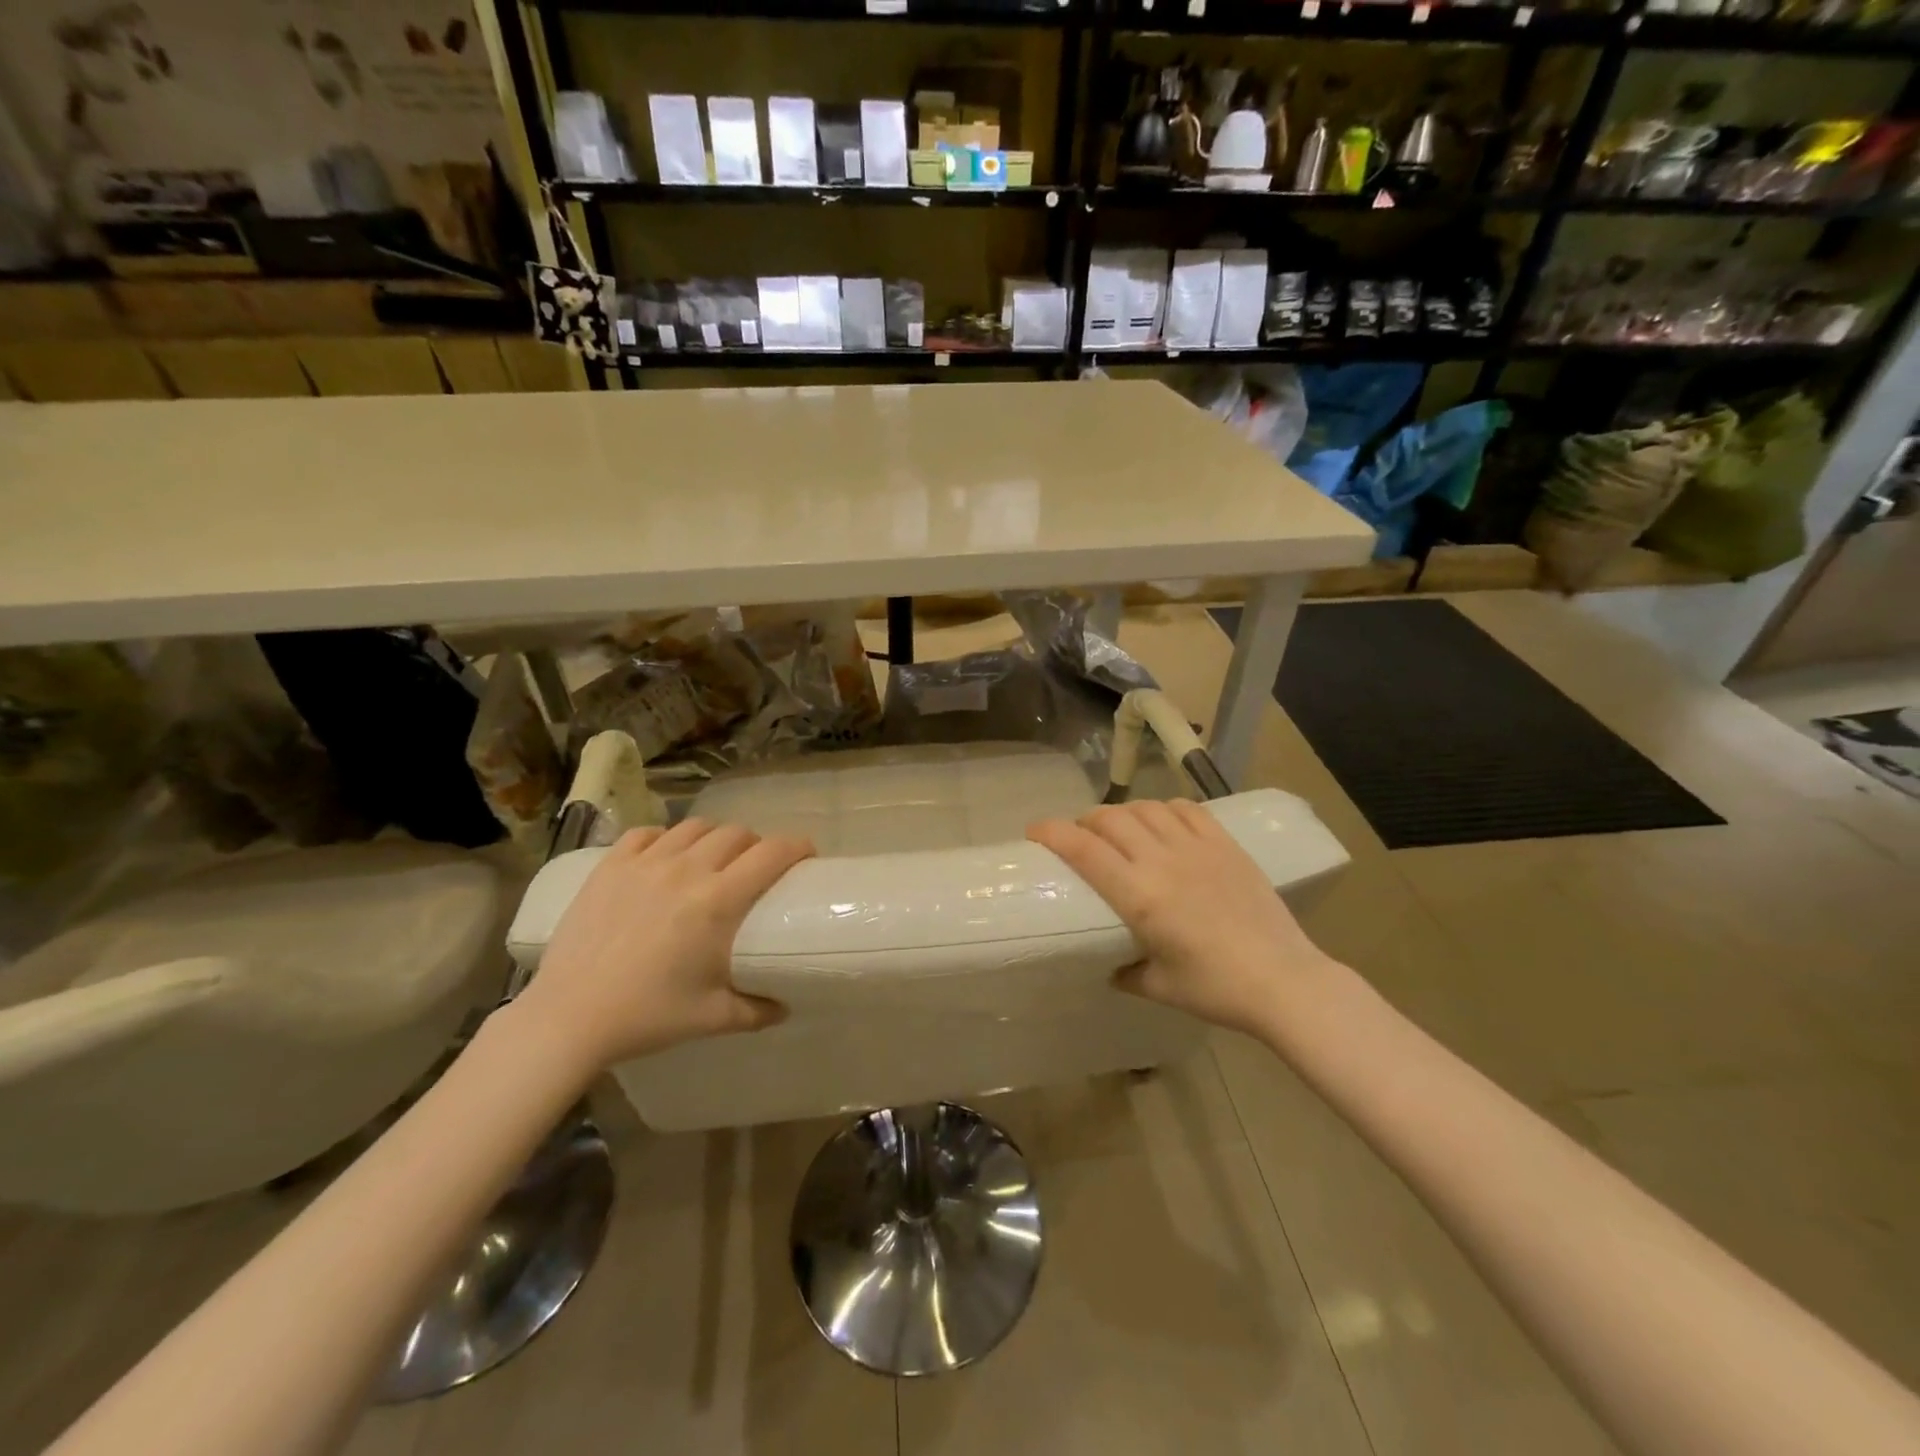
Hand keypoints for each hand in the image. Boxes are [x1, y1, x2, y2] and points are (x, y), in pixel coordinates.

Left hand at [514, 818, 814, 1067]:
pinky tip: (666, 857)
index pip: (771, 853)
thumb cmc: (646, 1016)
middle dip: (757, 844)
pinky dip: (665, 838)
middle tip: (757, 867)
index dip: (797, 846)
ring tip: (714, 859)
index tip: (806, 855)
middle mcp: (686, 870)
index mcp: (717, 901)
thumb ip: (757, 1009)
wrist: (568, 1017)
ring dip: (715, 838)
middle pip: (737, 833)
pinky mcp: (610, 866)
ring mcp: (644, 863)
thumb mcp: (712, 1017)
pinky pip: (647, 833)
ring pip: (695, 827)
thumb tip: (785, 1007)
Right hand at [1028, 799, 1337, 1038]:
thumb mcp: (1160, 987)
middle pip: (1110, 820)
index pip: (1084, 849)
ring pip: (1146, 809)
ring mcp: (1197, 848)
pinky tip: (1161, 822)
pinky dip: (1163, 809)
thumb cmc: (1216, 989)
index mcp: (1140, 896)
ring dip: (1122, 813)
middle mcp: (1163, 862)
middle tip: (1077, 836)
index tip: (1034, 830)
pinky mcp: (1225, 844)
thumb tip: (1109, 966)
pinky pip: (1186, 809)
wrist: (1285, 980)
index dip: (1053, 833)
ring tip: (1117, 828)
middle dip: (1084, 821)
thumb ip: (1126, 972)